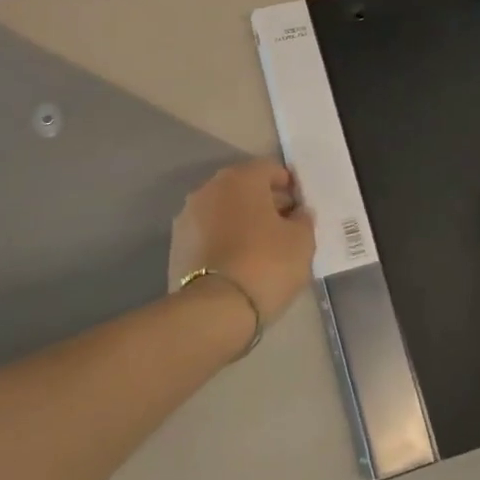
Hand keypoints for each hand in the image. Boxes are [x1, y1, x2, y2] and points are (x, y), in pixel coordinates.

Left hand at [168, 159, 316, 326]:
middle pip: (244, 187)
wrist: (213, 310)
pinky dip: (223, 239)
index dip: (289, 186)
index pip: (270, 169)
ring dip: (241, 221)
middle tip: (284, 227)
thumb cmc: (266, 264)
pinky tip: (238, 262)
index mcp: (240, 178)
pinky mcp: (176, 245)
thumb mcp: (301, 241)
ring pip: (223, 210)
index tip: (300, 208)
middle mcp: (209, 188)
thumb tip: (297, 213)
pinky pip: (208, 233)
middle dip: (264, 202)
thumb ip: (303, 219)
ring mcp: (188, 216)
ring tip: (261, 248)